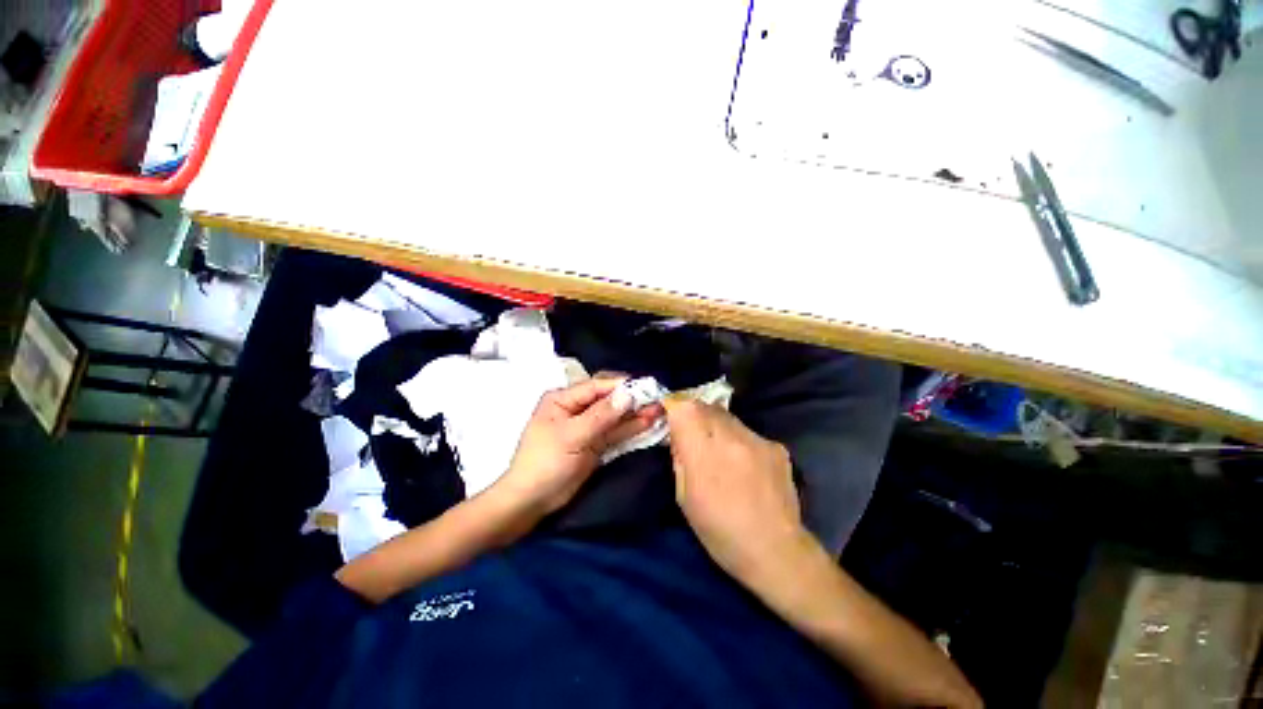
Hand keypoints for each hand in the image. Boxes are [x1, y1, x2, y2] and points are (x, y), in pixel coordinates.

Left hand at [496, 376, 662, 516]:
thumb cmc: (545, 463)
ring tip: (658, 410)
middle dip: (631, 400)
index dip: (621, 386)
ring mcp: (586, 427)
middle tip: (657, 399)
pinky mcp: (594, 444)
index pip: (596, 386)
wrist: (531, 502)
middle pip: (607, 400)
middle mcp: (576, 409)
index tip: (645, 386)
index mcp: (563, 399)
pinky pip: (614, 433)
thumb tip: (627, 394)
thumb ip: (601, 416)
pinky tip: (648, 423)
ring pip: (614, 417)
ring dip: (634, 414)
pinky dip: (630, 429)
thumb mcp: (572, 436)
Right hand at [666, 400, 814, 586]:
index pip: (685, 407)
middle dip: (695, 416)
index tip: (672, 419)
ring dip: (718, 427)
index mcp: (703, 452)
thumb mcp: (684, 498)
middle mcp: (731, 437)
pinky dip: (740, 441)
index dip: (675, 408)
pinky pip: (749, 432)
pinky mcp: (776, 447)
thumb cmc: (719, 531)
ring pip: (728, 417)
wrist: (775, 551)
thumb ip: (679, 458)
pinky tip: (746, 466)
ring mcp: (757, 439)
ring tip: (722, 454)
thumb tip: (679, 435)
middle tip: (695, 437)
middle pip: (706, 406)